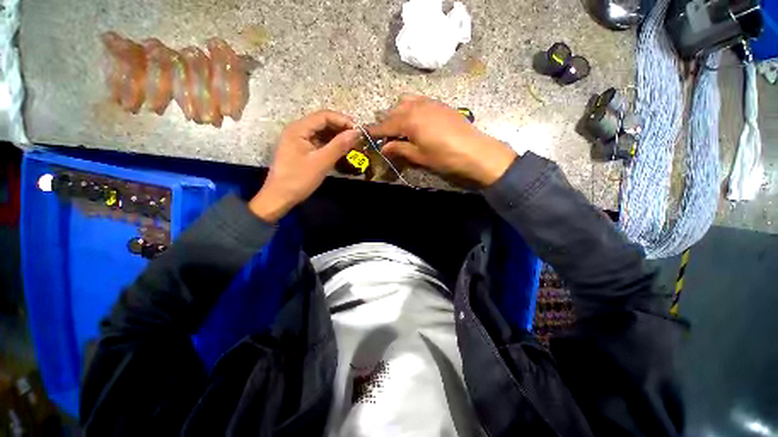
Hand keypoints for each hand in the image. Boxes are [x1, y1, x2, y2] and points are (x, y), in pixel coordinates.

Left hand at [249, 110, 358, 222]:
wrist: (280, 197)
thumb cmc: (299, 179)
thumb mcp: (321, 162)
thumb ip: (339, 145)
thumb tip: (356, 132)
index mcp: (299, 128)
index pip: (324, 116)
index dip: (343, 120)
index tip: (359, 130)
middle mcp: (297, 129)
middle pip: (323, 122)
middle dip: (341, 128)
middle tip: (357, 138)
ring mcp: (298, 140)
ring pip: (321, 132)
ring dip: (337, 136)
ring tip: (352, 144)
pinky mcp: (300, 149)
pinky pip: (318, 141)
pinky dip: (330, 144)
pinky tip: (340, 150)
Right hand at [368, 95, 516, 186]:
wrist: (474, 150)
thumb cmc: (444, 156)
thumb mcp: (419, 156)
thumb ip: (399, 149)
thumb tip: (384, 148)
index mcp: (409, 120)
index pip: (386, 125)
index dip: (375, 130)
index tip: (365, 132)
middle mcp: (417, 106)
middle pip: (394, 111)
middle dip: (386, 122)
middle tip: (385, 136)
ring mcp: (430, 102)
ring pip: (406, 101)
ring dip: (398, 112)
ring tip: (400, 127)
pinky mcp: (440, 104)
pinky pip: (419, 101)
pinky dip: (411, 108)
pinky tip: (415, 121)